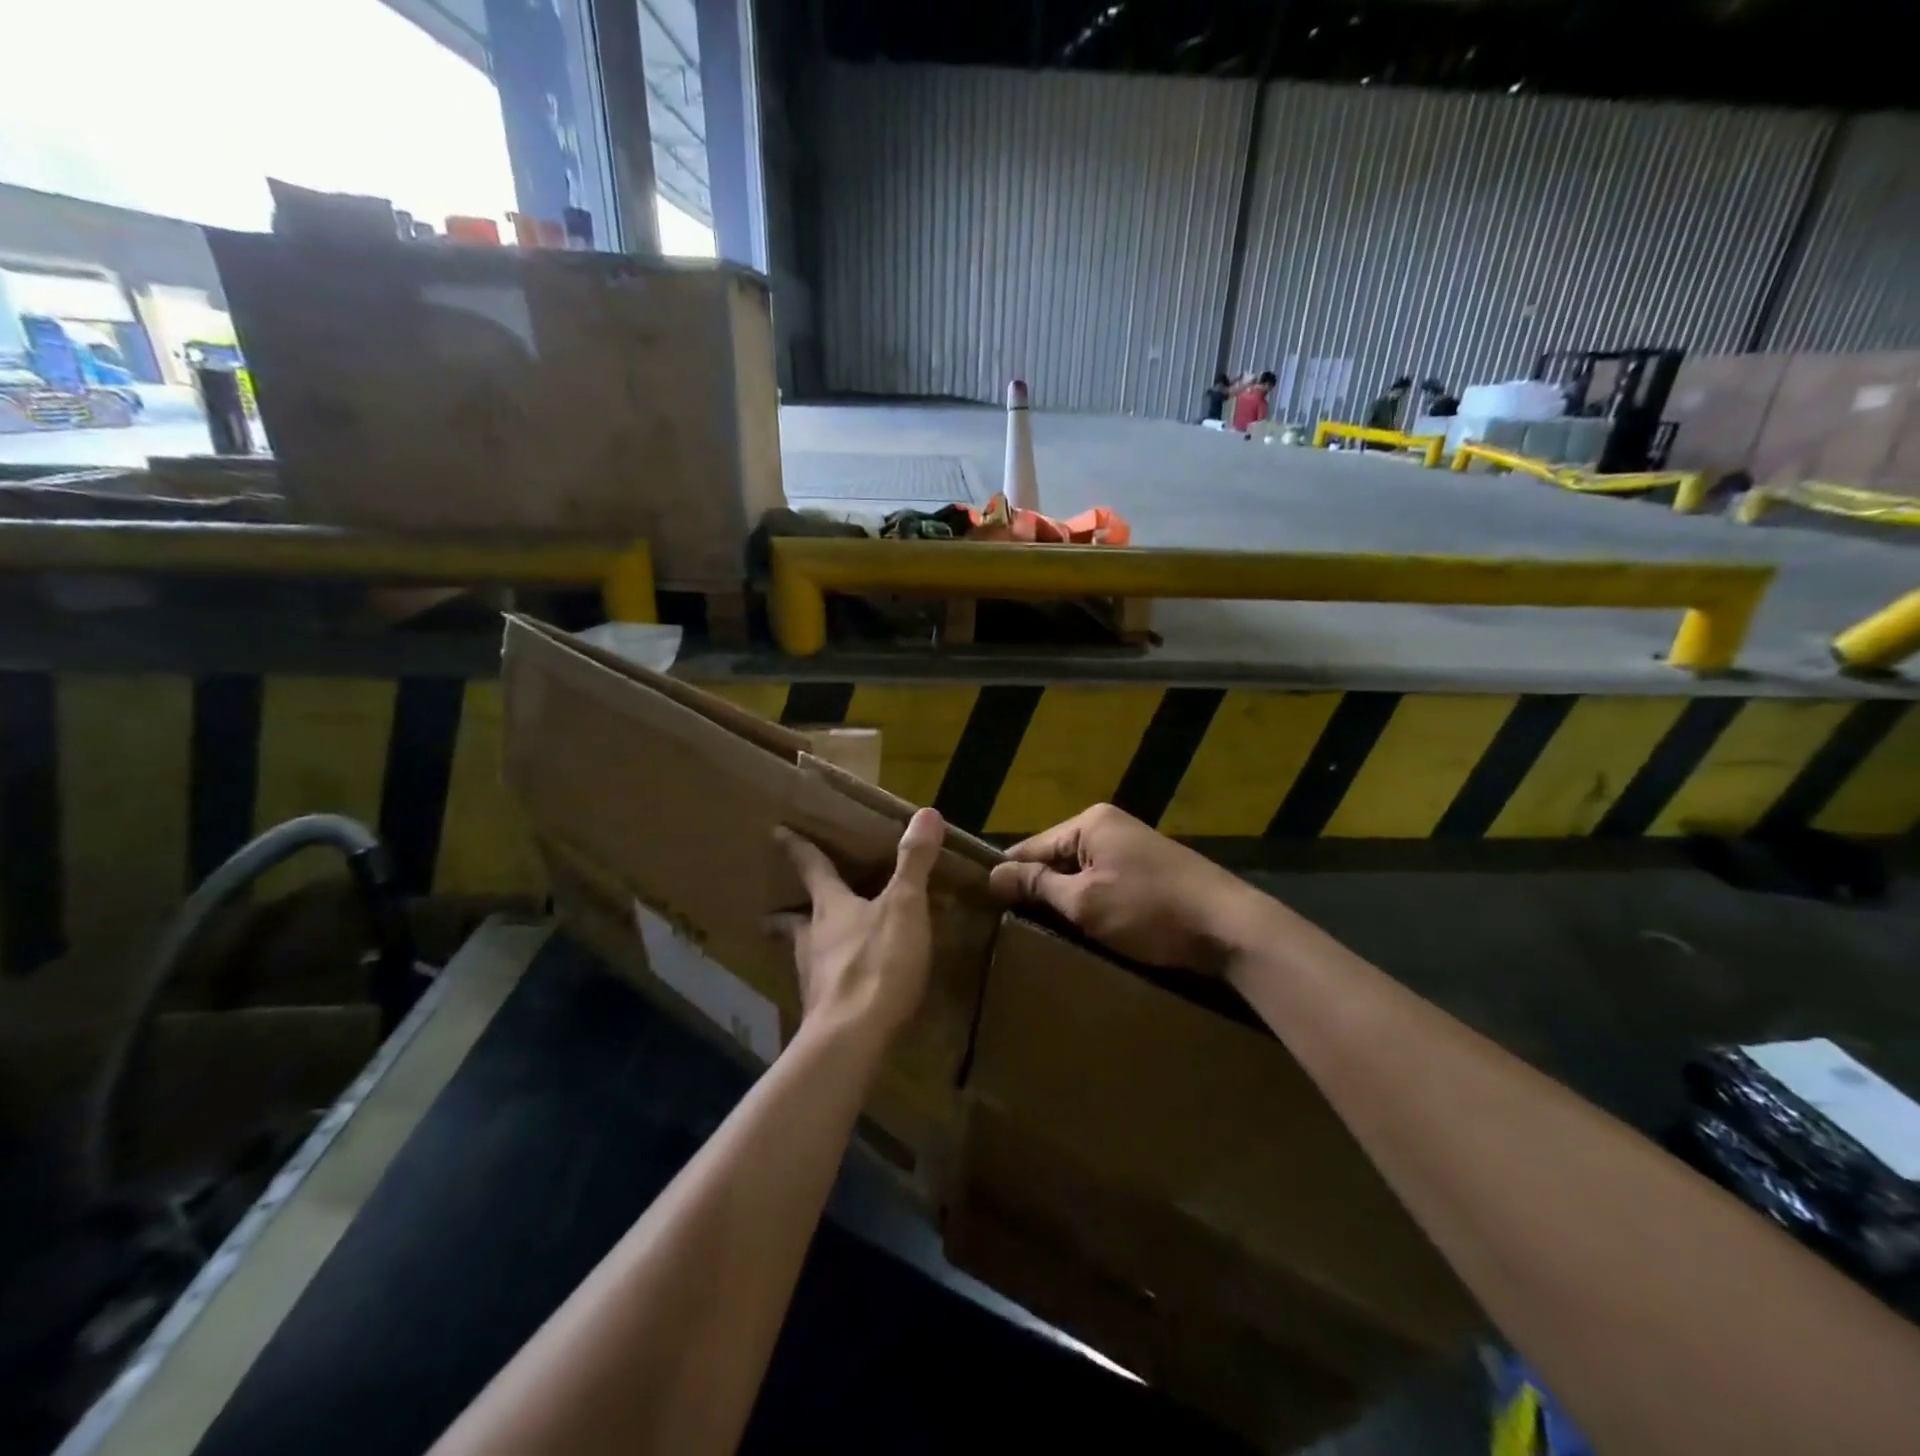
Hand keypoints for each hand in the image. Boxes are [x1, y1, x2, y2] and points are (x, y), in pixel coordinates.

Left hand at [772, 808, 944, 1044]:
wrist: (852, 1038)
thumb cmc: (877, 963)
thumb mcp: (904, 906)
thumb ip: (913, 862)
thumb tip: (927, 812)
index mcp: (831, 908)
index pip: (812, 869)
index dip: (798, 848)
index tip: (777, 833)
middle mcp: (814, 940)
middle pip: (794, 921)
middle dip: (787, 914)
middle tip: (775, 912)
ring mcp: (815, 979)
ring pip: (805, 954)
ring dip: (806, 947)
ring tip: (811, 948)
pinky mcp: (824, 1012)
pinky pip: (824, 987)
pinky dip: (829, 981)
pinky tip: (840, 988)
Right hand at [987, 804, 1258, 972]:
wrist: (1230, 926)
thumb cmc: (1150, 910)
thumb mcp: (1085, 902)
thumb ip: (1039, 886)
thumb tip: (994, 874)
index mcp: (1091, 822)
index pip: (1032, 846)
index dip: (1010, 876)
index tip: (984, 906)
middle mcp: (1110, 826)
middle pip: (1057, 859)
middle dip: (1040, 891)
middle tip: (1012, 927)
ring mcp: (1133, 848)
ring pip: (1081, 875)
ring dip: (1067, 901)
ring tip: (1043, 933)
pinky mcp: (1150, 871)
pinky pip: (1105, 883)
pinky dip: (1093, 904)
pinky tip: (1085, 930)